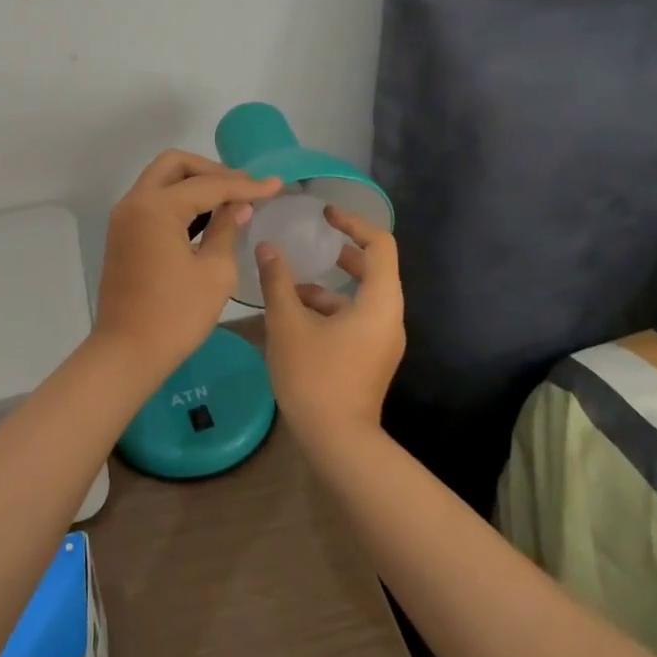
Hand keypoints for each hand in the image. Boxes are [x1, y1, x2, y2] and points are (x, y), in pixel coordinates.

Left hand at [95, 150, 280, 377]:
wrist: (127, 352)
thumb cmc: (176, 315)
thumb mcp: (215, 272)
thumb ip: (227, 229)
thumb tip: (239, 206)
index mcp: (156, 207)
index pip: (208, 184)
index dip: (245, 185)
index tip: (276, 185)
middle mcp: (135, 202)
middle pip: (175, 165)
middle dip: (212, 170)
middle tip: (243, 187)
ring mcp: (124, 217)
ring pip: (161, 180)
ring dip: (194, 183)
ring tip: (230, 199)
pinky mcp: (123, 234)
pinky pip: (153, 201)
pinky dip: (178, 200)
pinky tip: (206, 217)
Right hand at [256, 205, 404, 450]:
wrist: (338, 443)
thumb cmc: (315, 377)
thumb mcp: (288, 324)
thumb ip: (278, 281)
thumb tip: (267, 247)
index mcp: (379, 302)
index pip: (380, 244)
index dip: (354, 222)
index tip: (325, 214)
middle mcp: (389, 317)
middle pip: (374, 269)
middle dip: (342, 252)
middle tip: (314, 240)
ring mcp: (382, 341)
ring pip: (360, 298)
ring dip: (328, 286)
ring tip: (289, 286)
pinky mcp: (371, 358)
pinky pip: (355, 320)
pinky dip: (330, 310)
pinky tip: (294, 318)